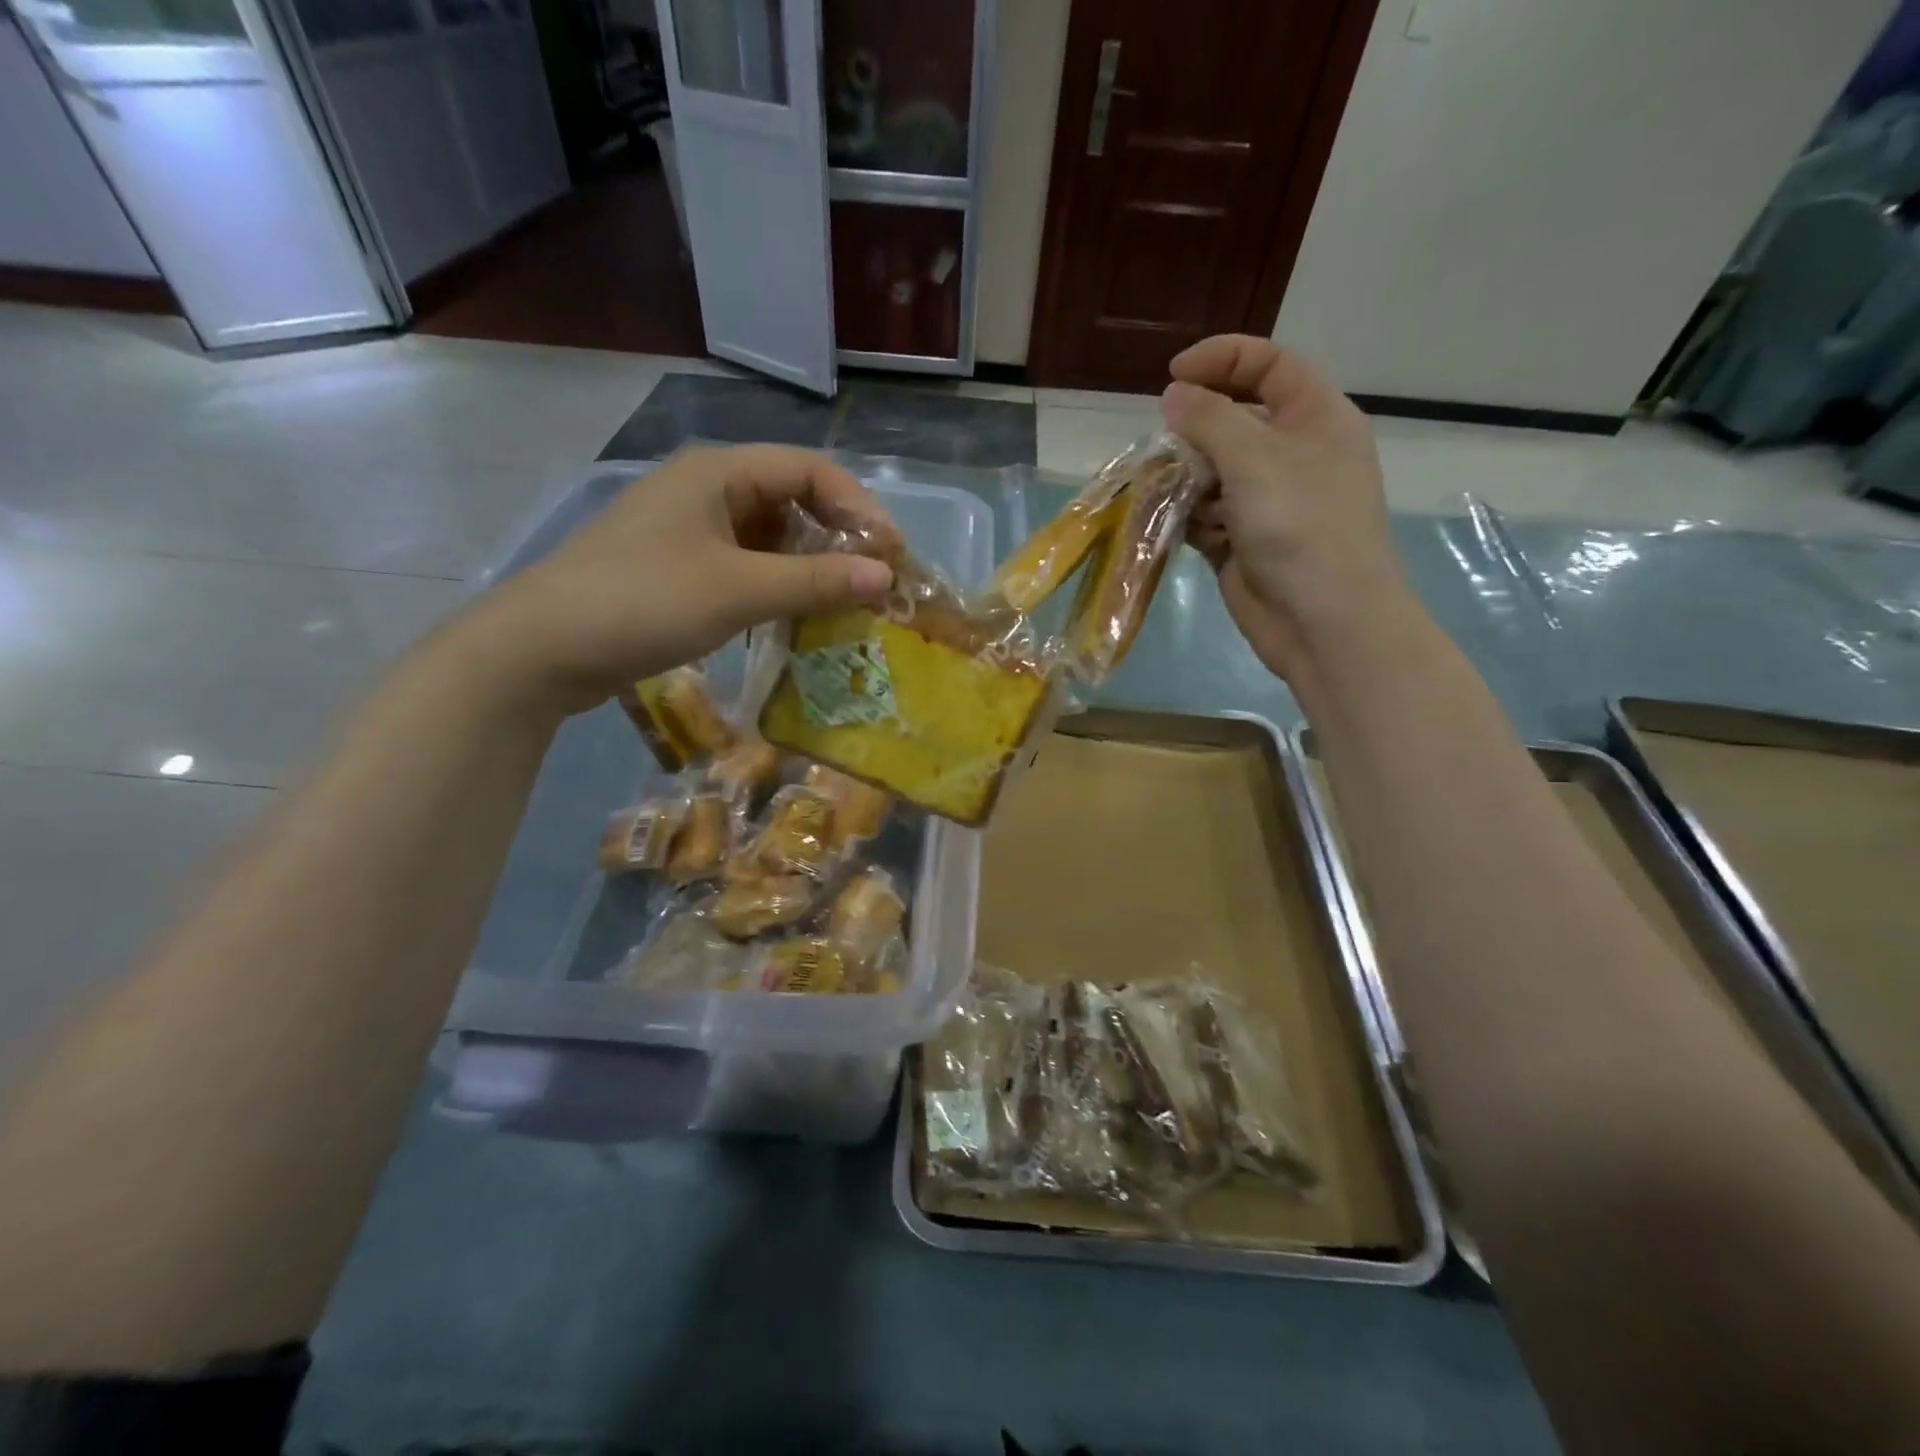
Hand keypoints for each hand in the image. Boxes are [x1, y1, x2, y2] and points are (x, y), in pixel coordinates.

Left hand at [464, 445, 898, 714]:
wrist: (542, 647)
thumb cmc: (644, 602)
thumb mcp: (739, 590)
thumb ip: (816, 582)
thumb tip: (886, 577)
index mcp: (719, 472)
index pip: (811, 470)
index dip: (859, 507)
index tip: (890, 554)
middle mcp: (706, 489)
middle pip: (792, 500)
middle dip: (837, 539)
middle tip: (871, 583)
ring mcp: (689, 529)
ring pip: (769, 536)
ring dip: (808, 566)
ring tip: (840, 605)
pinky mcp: (678, 566)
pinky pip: (745, 564)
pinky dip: (776, 585)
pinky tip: (791, 617)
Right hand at [1161, 335, 1417, 679]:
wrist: (1323, 621)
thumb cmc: (1301, 526)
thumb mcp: (1256, 458)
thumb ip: (1210, 419)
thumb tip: (1175, 395)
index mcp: (1315, 419)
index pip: (1270, 365)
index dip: (1223, 359)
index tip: (1173, 376)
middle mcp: (1293, 456)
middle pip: (1234, 422)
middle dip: (1195, 432)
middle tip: (1164, 449)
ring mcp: (1267, 503)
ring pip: (1212, 473)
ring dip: (1185, 480)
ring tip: (1165, 495)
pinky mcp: (1242, 543)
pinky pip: (1205, 517)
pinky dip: (1187, 519)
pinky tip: (1176, 528)